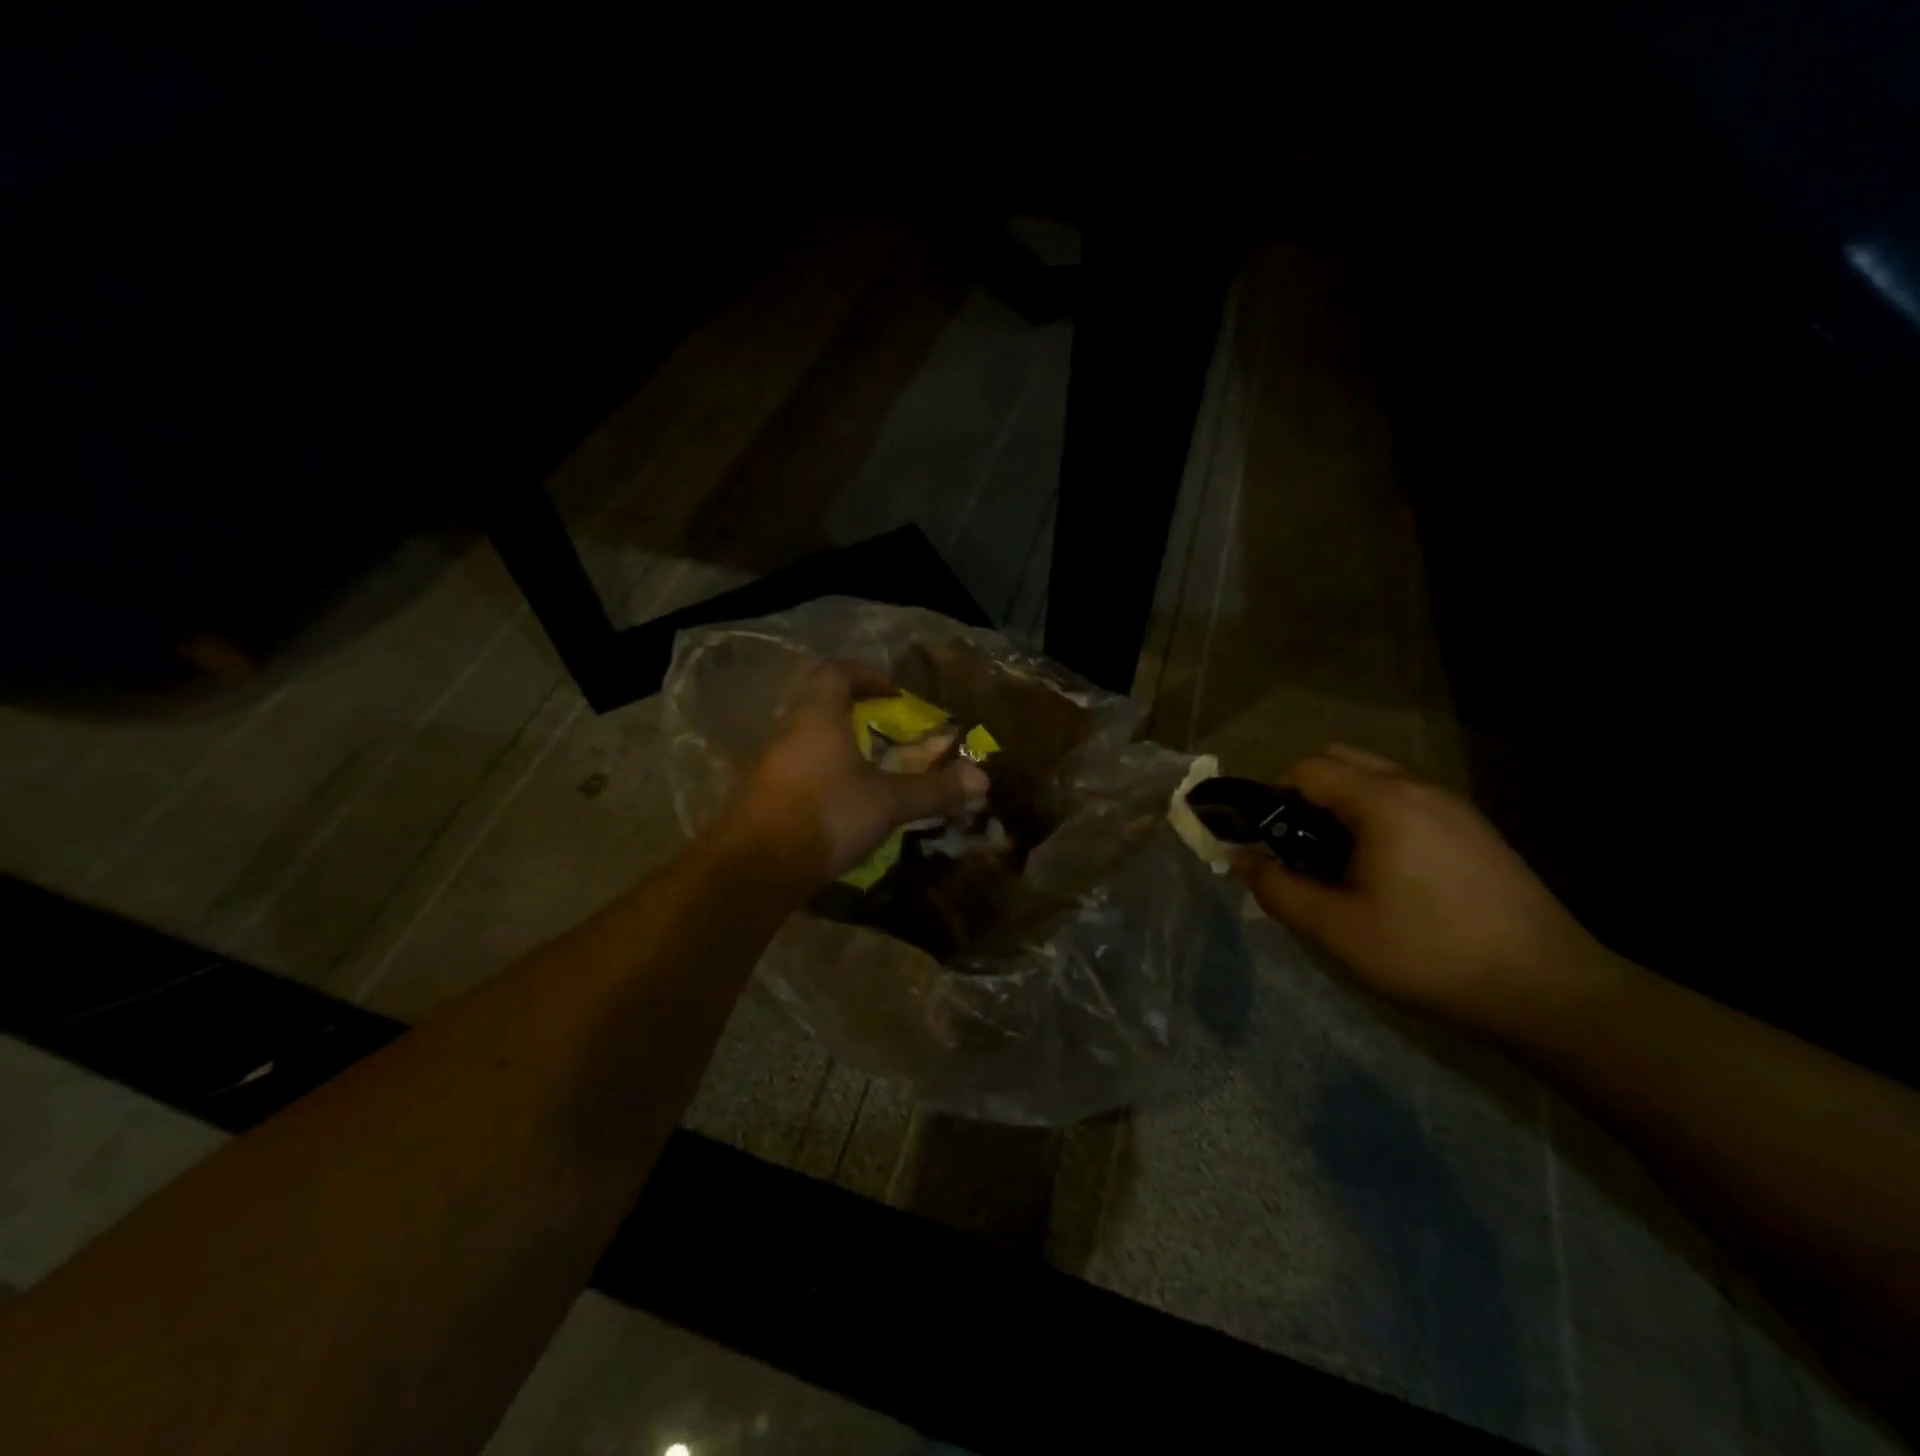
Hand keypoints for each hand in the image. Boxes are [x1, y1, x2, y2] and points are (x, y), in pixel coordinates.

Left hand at [724, 661, 988, 886]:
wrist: (755, 866)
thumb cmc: (826, 815)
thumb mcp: (888, 802)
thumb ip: (933, 789)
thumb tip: (982, 779)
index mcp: (817, 715)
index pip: (836, 672)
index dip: (866, 674)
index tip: (892, 691)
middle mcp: (787, 729)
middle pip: (816, 700)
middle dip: (850, 707)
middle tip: (881, 725)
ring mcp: (768, 761)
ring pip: (803, 735)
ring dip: (833, 740)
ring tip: (865, 763)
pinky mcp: (759, 793)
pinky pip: (794, 765)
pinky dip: (819, 769)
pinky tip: (838, 797)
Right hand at [1237, 745, 1617, 1034]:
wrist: (1548, 990)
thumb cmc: (1429, 953)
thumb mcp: (1336, 929)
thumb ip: (1278, 889)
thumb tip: (1241, 860)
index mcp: (1383, 802)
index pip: (1308, 768)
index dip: (1272, 794)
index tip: (1263, 836)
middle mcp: (1419, 789)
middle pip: (1343, 762)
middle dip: (1306, 793)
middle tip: (1295, 844)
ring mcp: (1454, 808)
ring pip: (1378, 781)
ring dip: (1343, 806)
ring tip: (1336, 861)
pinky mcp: (1476, 831)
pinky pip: (1409, 803)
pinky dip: (1378, 818)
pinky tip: (1385, 873)